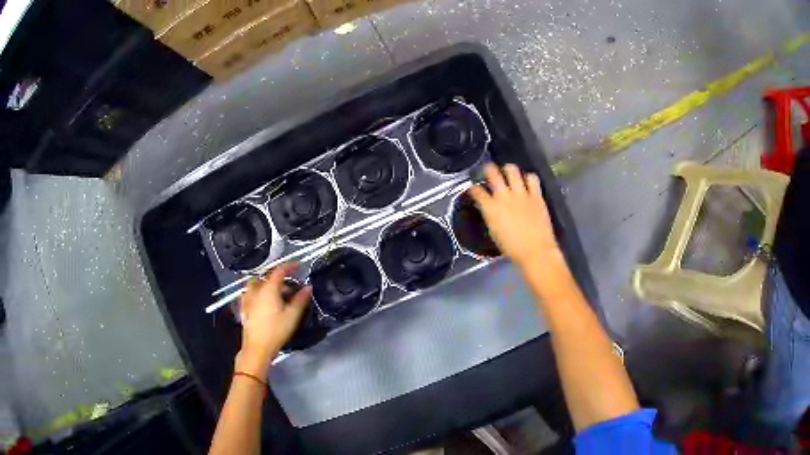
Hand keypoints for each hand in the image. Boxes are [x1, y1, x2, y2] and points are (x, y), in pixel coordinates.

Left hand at [236, 263, 311, 375]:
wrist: (257, 347)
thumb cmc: (276, 331)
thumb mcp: (292, 316)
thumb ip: (300, 299)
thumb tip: (308, 287)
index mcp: (269, 288)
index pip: (279, 271)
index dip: (290, 266)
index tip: (299, 266)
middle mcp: (256, 289)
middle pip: (268, 276)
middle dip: (280, 277)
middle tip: (291, 285)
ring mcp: (248, 297)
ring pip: (257, 283)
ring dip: (267, 283)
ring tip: (277, 292)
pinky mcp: (244, 307)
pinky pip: (250, 292)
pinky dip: (258, 291)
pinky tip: (263, 300)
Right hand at [468, 163, 561, 268]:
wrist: (536, 251)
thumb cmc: (512, 248)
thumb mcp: (494, 232)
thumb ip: (491, 216)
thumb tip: (490, 209)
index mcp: (490, 208)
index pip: (477, 191)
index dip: (473, 188)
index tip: (474, 188)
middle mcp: (504, 196)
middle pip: (492, 173)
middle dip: (488, 169)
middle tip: (489, 170)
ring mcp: (521, 193)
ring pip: (512, 170)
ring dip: (508, 169)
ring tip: (509, 172)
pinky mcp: (536, 195)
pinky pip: (532, 178)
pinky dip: (529, 178)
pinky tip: (527, 181)